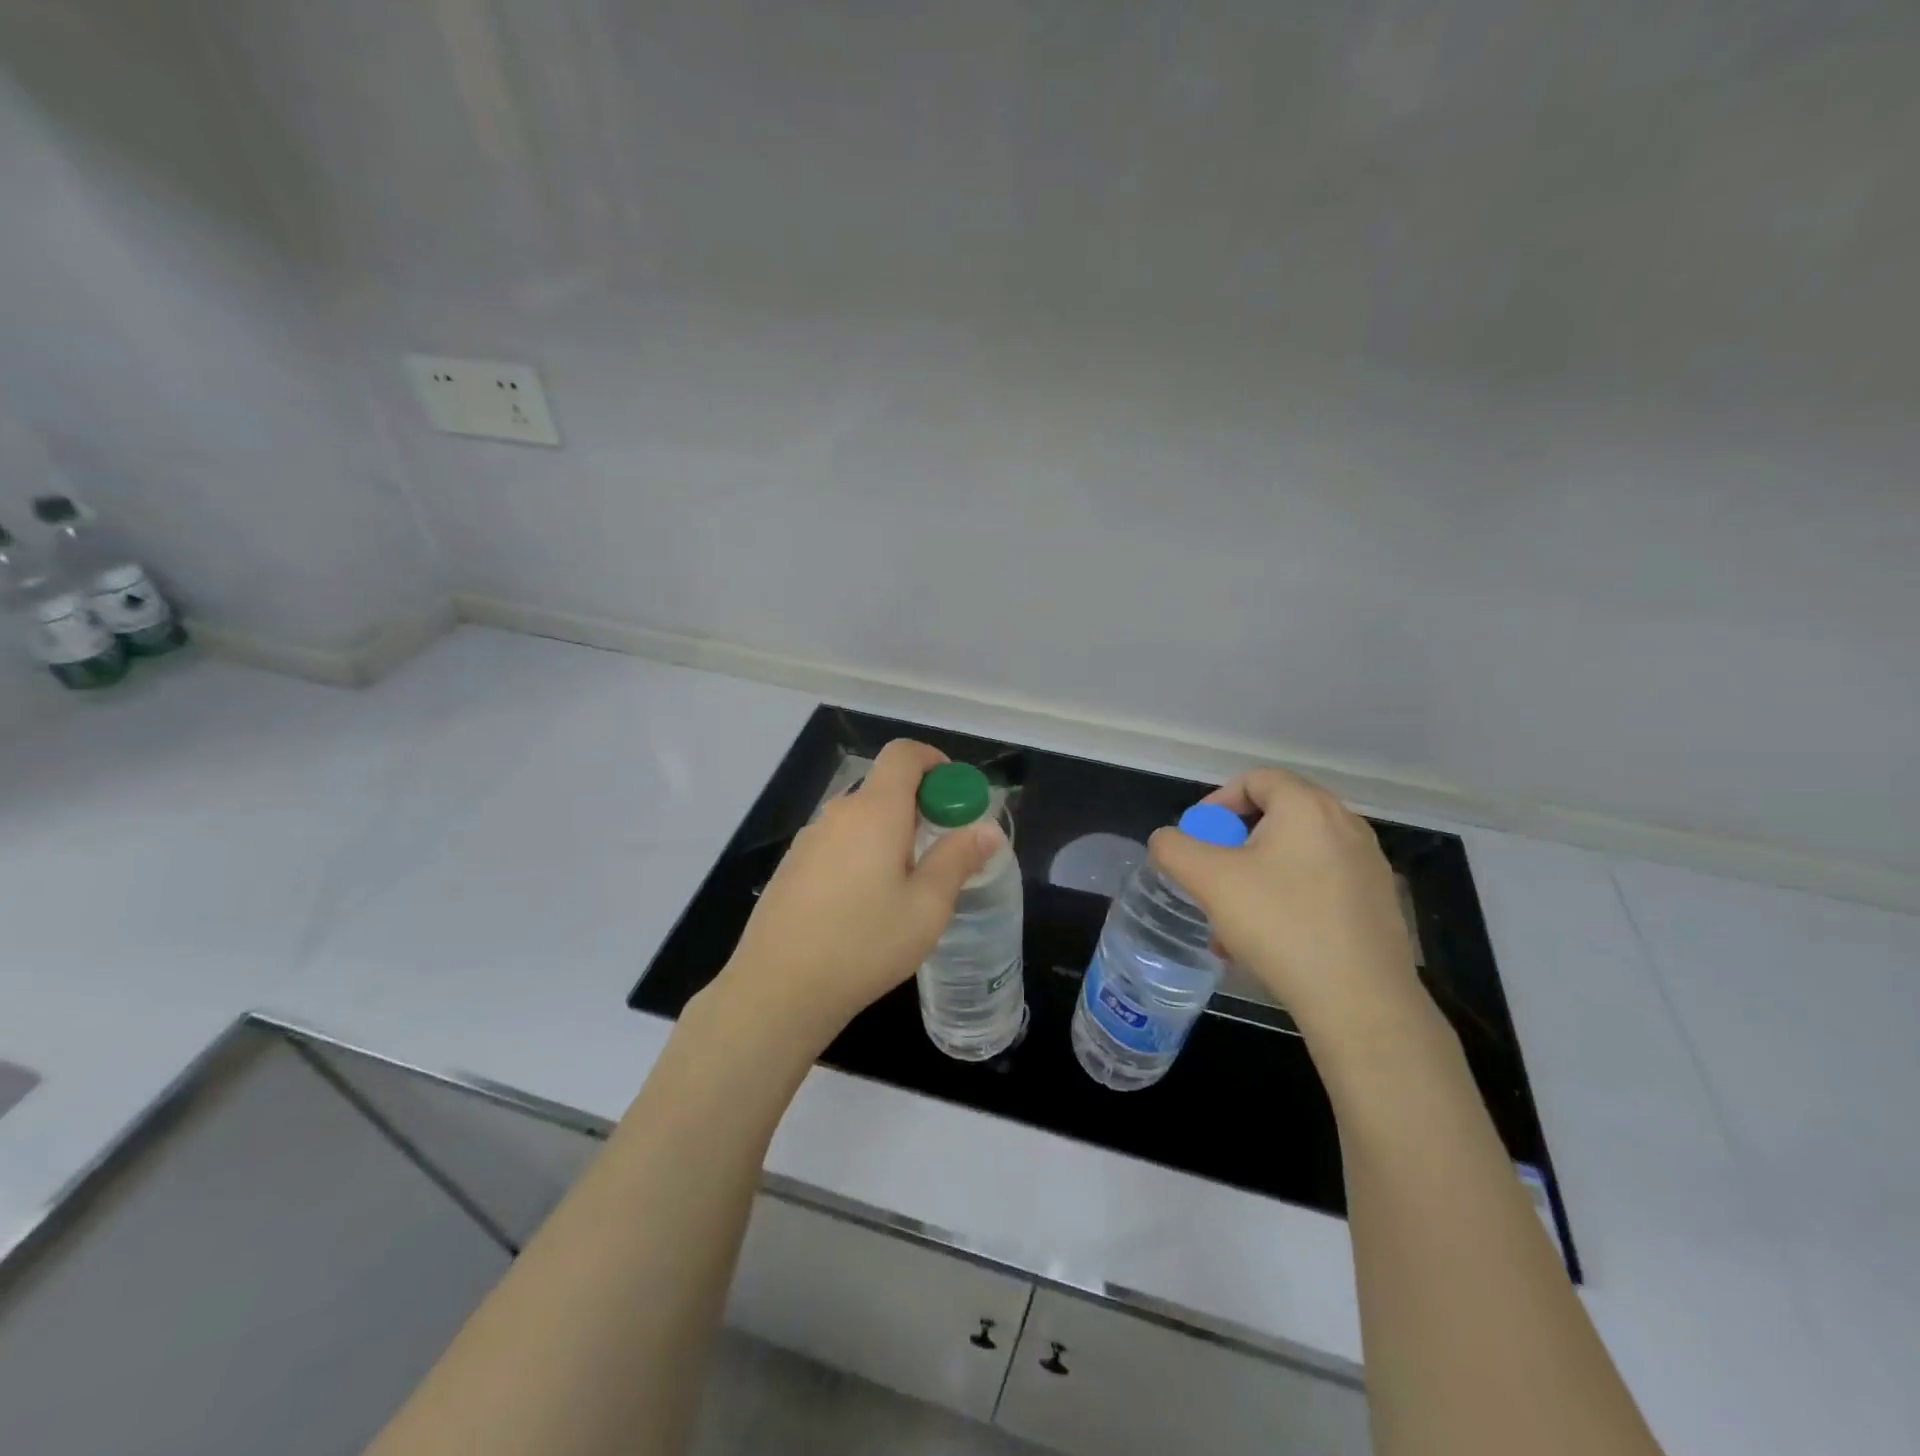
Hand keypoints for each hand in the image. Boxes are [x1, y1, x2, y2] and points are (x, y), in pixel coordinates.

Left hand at [707, 739, 1000, 1053]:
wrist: (778, 989)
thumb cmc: (864, 944)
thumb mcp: (927, 907)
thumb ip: (958, 859)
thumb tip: (987, 828)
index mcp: (875, 811)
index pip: (903, 753)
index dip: (933, 760)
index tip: (953, 793)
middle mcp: (838, 813)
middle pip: (883, 787)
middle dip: (918, 806)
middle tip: (940, 850)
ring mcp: (808, 839)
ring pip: (860, 818)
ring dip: (889, 833)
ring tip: (904, 885)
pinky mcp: (792, 866)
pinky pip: (837, 843)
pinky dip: (861, 852)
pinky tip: (863, 905)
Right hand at [1147, 768, 1424, 1041]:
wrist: (1361, 1001)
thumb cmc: (1281, 925)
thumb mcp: (1209, 880)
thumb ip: (1174, 848)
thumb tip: (1167, 840)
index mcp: (1307, 807)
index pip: (1255, 779)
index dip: (1217, 803)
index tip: (1197, 840)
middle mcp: (1345, 825)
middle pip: (1274, 818)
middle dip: (1233, 846)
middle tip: (1211, 879)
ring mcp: (1367, 865)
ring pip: (1294, 857)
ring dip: (1255, 878)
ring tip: (1231, 921)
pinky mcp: (1377, 903)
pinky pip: (1318, 885)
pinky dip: (1286, 899)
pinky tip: (1267, 942)